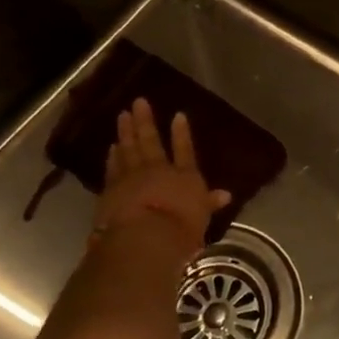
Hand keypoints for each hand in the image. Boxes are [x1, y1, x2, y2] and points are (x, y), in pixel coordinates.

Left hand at [94, 98, 230, 254]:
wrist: (144, 237)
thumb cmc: (181, 231)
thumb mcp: (202, 218)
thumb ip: (209, 203)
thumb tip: (226, 195)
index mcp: (185, 176)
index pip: (184, 150)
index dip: (182, 133)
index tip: (178, 115)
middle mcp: (158, 170)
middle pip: (151, 141)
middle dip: (145, 121)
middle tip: (138, 102)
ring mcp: (132, 177)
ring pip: (128, 149)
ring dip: (126, 132)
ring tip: (122, 116)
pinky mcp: (111, 189)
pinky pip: (113, 168)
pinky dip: (113, 157)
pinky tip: (112, 147)